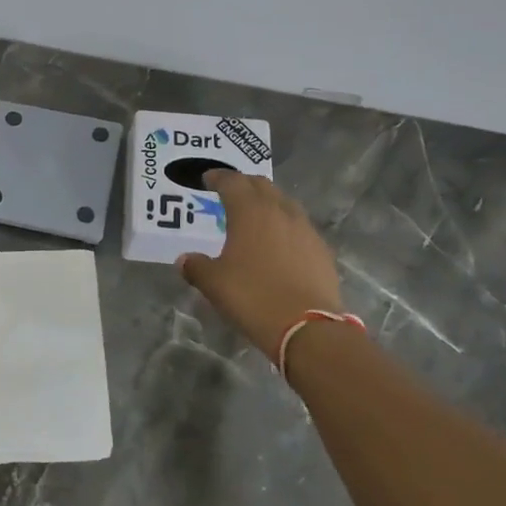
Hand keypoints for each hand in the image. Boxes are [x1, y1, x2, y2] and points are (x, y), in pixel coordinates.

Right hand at [179, 170, 345, 362]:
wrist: (307, 328)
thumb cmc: (253, 297)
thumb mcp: (214, 284)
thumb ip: (196, 267)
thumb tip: (184, 260)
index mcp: (250, 212)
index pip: (232, 182)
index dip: (218, 177)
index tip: (208, 179)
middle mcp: (279, 211)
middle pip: (261, 185)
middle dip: (244, 184)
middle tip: (230, 192)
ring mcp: (305, 229)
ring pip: (284, 203)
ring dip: (268, 202)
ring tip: (255, 214)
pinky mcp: (321, 250)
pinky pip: (299, 226)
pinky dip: (285, 225)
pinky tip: (280, 242)